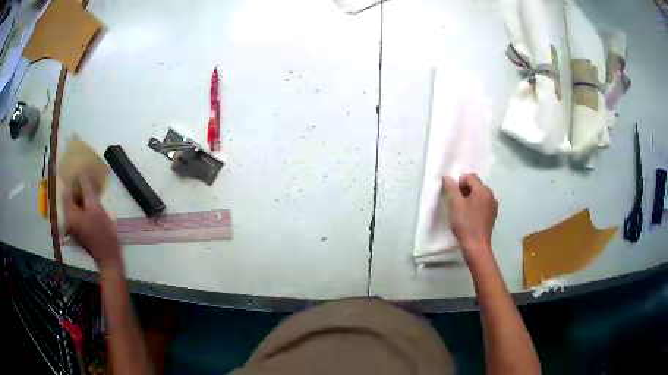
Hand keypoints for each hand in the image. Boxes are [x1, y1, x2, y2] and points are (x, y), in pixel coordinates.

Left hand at [63, 174, 120, 268]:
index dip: (74, 181)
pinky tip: (93, 206)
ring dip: (82, 198)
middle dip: (78, 189)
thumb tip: (82, 171)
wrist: (109, 257)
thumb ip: (87, 188)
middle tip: (89, 182)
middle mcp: (68, 220)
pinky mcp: (79, 232)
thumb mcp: (95, 207)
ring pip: (74, 206)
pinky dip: (83, 207)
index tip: (84, 174)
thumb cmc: (102, 232)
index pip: (67, 191)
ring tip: (92, 193)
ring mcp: (73, 227)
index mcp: (69, 214)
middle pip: (69, 199)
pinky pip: (78, 214)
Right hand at [443, 173, 497, 260]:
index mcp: (483, 190)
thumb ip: (451, 188)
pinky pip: (482, 204)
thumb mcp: (455, 204)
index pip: (470, 176)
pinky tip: (470, 217)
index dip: (459, 183)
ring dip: (470, 198)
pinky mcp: (492, 215)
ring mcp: (493, 205)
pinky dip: (475, 206)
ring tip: (462, 211)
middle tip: (455, 203)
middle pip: (475, 185)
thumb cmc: (465, 223)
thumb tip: (447, 177)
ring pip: (479, 195)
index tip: (453, 195)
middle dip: (464, 190)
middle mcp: (491, 195)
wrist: (476, 246)